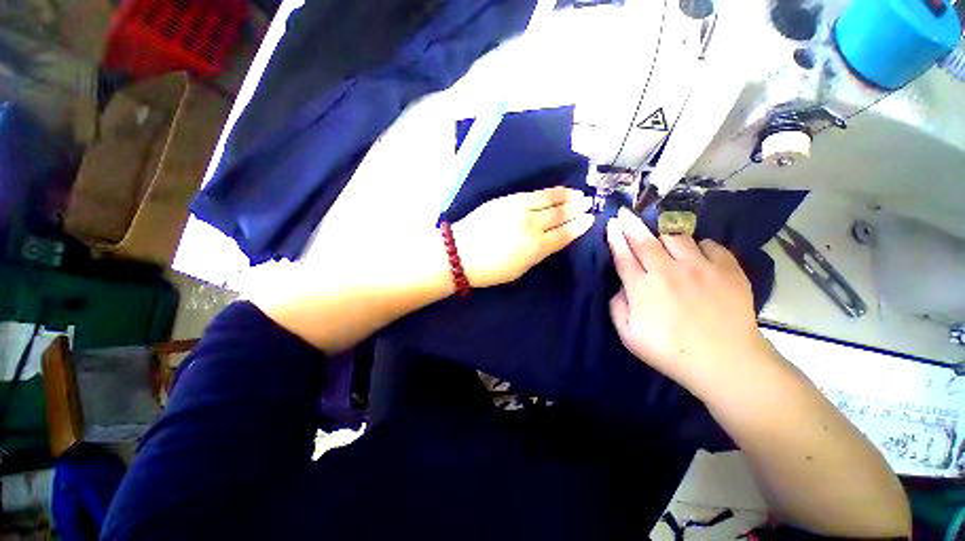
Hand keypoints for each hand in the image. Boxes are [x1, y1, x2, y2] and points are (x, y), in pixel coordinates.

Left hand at [453, 187, 593, 287]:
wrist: (459, 252)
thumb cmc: (489, 269)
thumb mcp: (519, 269)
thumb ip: (538, 253)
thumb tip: (551, 240)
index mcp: (535, 247)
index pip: (564, 234)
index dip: (578, 227)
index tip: (590, 219)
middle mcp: (531, 225)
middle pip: (559, 214)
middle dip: (577, 208)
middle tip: (589, 202)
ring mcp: (519, 209)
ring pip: (549, 199)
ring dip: (566, 196)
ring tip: (578, 194)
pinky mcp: (507, 199)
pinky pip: (534, 193)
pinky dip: (549, 192)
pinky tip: (556, 191)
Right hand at [606, 207, 769, 395]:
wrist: (726, 362)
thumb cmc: (670, 352)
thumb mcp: (629, 336)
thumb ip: (617, 307)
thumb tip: (621, 287)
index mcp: (642, 288)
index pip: (623, 255)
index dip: (615, 238)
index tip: (611, 223)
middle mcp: (668, 271)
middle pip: (644, 240)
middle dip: (631, 224)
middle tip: (624, 212)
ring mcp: (700, 267)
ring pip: (676, 237)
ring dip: (664, 236)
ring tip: (662, 239)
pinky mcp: (727, 269)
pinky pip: (709, 245)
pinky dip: (699, 246)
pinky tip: (697, 256)